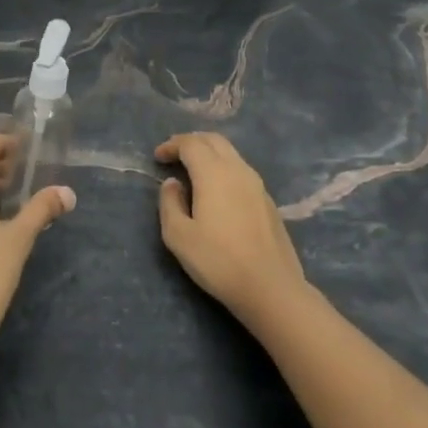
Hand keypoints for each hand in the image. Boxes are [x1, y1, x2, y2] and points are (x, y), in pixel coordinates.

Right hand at [155, 132, 307, 328]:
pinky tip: (217, 190)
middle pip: (214, 140)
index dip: (172, 145)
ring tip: (193, 170)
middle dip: (191, 141)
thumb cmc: (218, 261)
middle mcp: (238, 170)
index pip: (191, 143)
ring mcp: (258, 185)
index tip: (157, 158)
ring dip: (209, 153)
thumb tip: (173, 184)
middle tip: (174, 155)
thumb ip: (170, 203)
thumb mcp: (178, 236)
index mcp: (214, 173)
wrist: (270, 287)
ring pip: (231, 154)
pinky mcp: (268, 201)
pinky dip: (224, 168)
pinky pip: (241, 171)